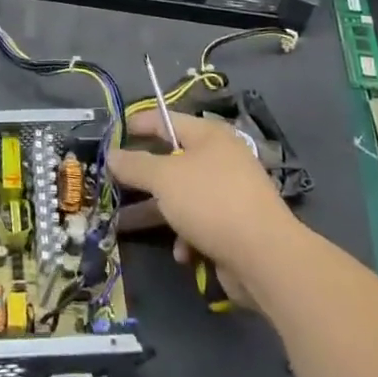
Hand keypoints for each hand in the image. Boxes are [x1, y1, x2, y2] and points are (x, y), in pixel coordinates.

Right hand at [107, 110, 297, 305]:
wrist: (265, 257)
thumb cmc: (211, 202)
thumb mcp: (164, 179)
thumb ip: (135, 165)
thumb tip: (111, 154)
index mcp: (209, 135)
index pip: (167, 119)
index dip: (139, 123)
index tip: (113, 133)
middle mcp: (222, 159)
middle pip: (173, 161)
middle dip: (144, 177)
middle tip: (115, 183)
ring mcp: (230, 193)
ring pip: (183, 196)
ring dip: (161, 212)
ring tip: (130, 224)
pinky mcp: (235, 226)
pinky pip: (200, 224)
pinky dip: (187, 236)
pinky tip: (183, 253)